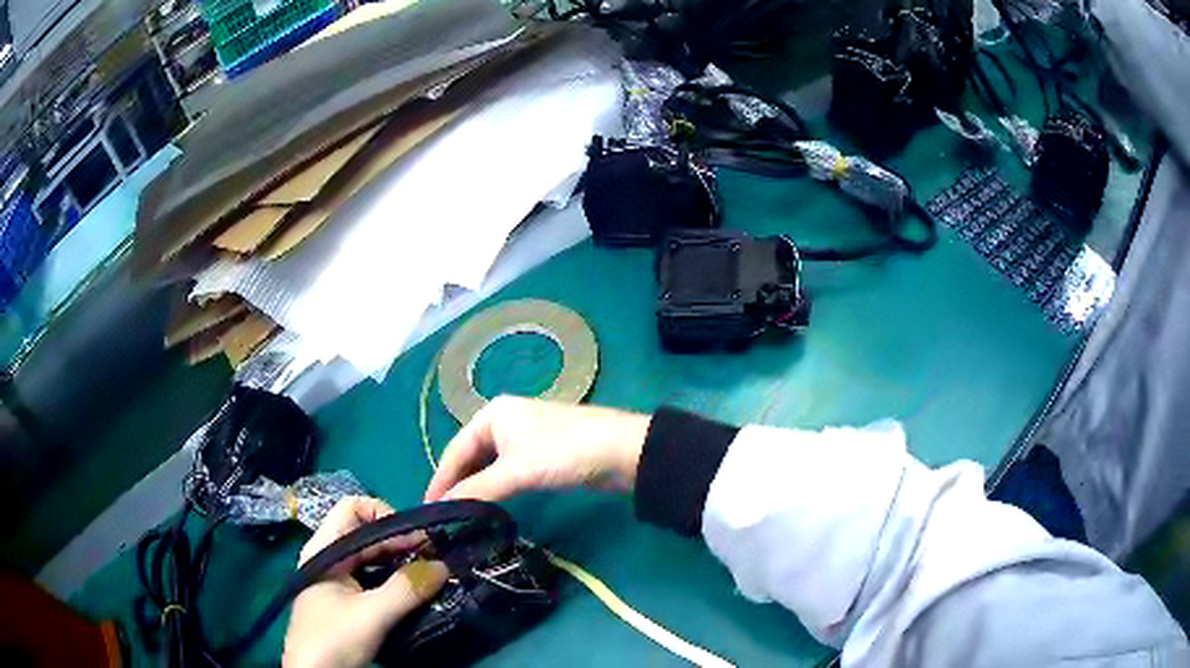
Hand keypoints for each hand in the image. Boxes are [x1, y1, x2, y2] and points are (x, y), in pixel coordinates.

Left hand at [283, 497, 447, 667]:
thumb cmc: (333, 638)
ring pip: (372, 558)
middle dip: (400, 541)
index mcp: (325, 549)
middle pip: (367, 533)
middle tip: (435, 558)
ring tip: (430, 573)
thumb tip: (445, 565)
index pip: (353, 508)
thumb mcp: (372, 614)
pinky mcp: (347, 600)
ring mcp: (337, 580)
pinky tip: (415, 591)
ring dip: (401, 561)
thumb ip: (407, 589)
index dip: (385, 514)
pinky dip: (395, 579)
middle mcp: (330, 557)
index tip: (416, 539)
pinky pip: (374, 578)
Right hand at [424, 396, 651, 502]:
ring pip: (488, 466)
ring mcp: (524, 438)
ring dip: (475, 488)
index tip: (426, 508)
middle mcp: (504, 421)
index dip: (440, 479)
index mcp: (492, 414)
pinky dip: (495, 488)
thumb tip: (441, 508)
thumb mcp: (517, 470)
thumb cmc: (564, 452)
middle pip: (470, 457)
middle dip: (456, 484)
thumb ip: (478, 489)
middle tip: (441, 516)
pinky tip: (489, 505)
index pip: (455, 450)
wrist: (622, 451)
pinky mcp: (541, 455)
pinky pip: (507, 472)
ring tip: (459, 516)